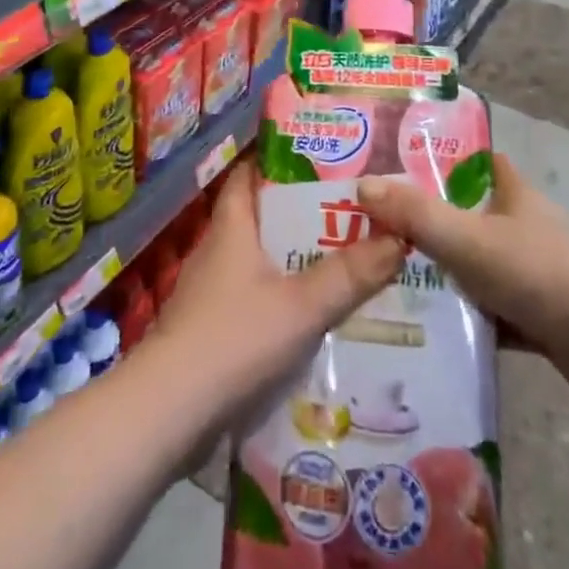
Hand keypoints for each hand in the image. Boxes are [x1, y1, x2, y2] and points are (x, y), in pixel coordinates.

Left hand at [149, 166, 404, 434]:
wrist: (170, 410)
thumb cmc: (234, 338)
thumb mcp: (301, 305)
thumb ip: (349, 275)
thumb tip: (398, 237)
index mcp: (232, 225)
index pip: (250, 173)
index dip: (279, 160)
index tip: (319, 158)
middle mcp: (218, 248)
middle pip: (260, 216)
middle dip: (300, 213)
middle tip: (349, 212)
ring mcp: (211, 289)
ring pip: (259, 259)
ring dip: (293, 258)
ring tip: (342, 260)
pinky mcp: (211, 327)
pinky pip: (254, 297)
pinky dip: (281, 296)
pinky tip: (312, 314)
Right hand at [356, 154, 568, 415]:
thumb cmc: (542, 275)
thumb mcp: (469, 240)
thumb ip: (416, 215)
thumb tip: (362, 186)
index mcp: (514, 195)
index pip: (478, 163)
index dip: (444, 160)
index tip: (400, 167)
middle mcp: (525, 228)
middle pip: (471, 216)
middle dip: (431, 223)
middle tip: (379, 231)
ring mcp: (536, 275)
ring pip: (480, 268)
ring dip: (446, 276)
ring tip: (389, 280)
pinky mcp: (542, 321)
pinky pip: (492, 315)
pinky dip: (467, 321)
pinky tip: (429, 333)